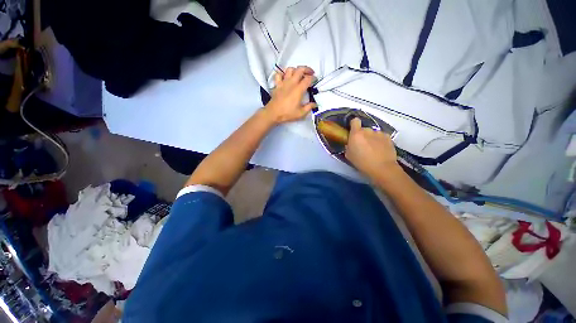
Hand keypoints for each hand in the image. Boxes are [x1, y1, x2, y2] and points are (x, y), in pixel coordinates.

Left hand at [263, 66, 316, 124]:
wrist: (273, 113)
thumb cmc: (287, 113)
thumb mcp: (301, 113)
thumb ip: (309, 107)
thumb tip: (315, 104)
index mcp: (299, 89)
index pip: (308, 79)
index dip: (313, 78)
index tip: (315, 80)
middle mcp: (291, 83)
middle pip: (300, 69)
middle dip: (307, 69)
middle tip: (310, 73)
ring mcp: (283, 82)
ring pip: (290, 69)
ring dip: (295, 70)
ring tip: (298, 74)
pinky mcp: (277, 85)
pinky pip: (278, 74)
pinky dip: (282, 74)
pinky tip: (285, 77)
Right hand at [345, 118, 400, 178]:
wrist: (382, 168)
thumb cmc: (362, 163)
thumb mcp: (349, 156)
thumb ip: (348, 146)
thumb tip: (350, 143)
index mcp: (356, 134)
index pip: (355, 121)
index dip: (353, 124)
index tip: (353, 131)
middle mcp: (368, 130)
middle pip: (364, 129)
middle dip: (363, 135)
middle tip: (363, 145)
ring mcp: (379, 133)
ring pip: (373, 133)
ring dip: (372, 138)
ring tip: (373, 149)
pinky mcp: (388, 137)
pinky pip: (381, 137)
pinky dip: (380, 141)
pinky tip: (381, 150)